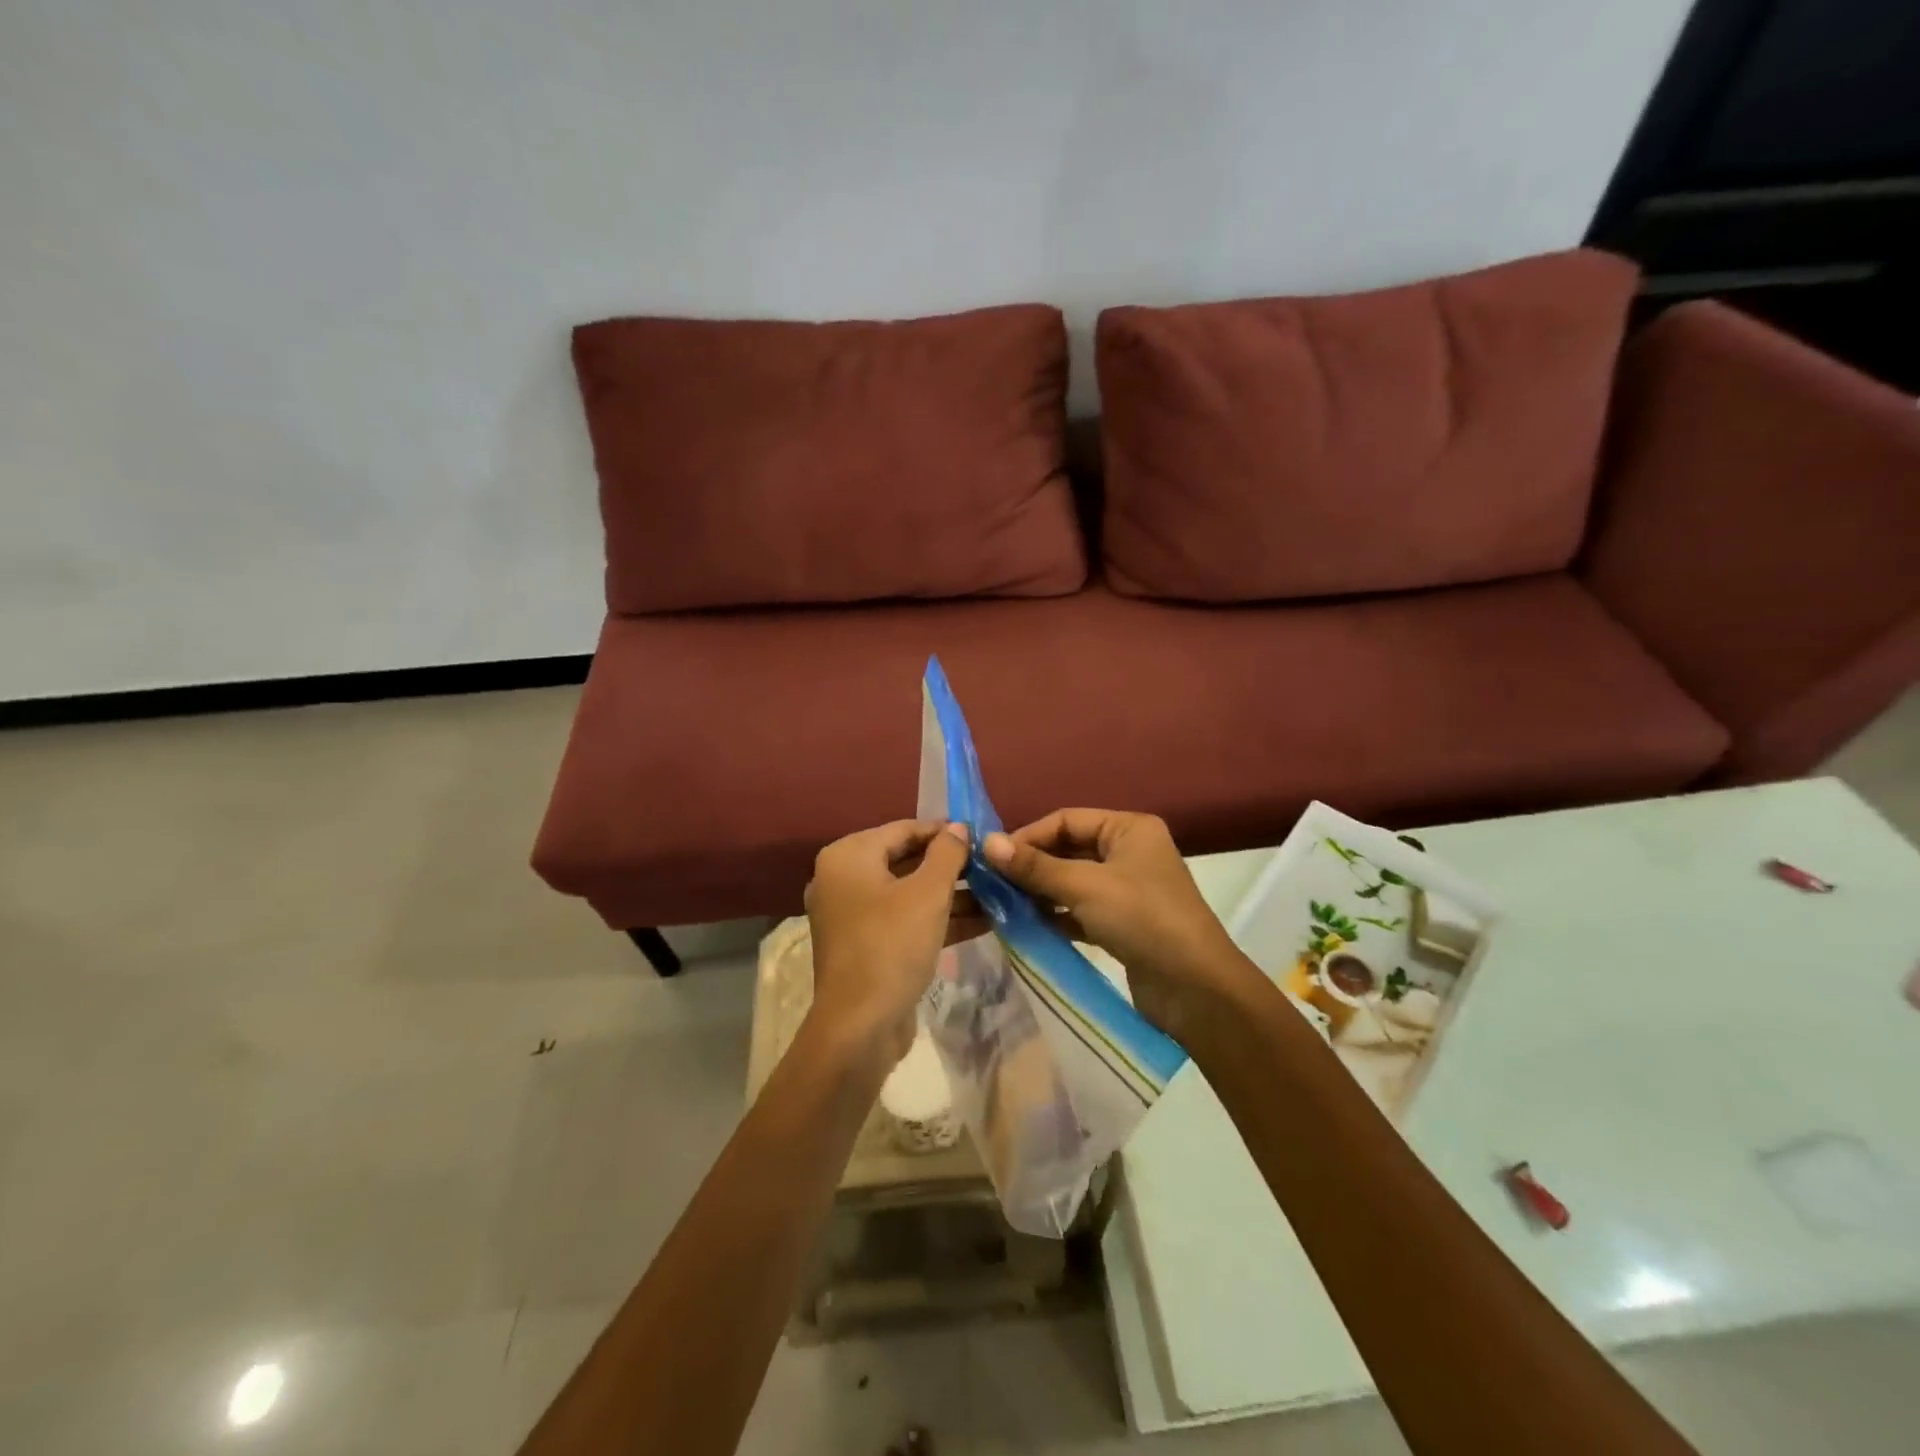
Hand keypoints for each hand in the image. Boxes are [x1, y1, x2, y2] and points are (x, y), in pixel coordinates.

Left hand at [803, 820, 969, 1074]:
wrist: (860, 1028)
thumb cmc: (892, 946)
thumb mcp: (928, 894)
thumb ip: (947, 854)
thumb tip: (959, 828)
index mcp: (848, 857)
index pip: (903, 829)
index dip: (944, 831)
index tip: (982, 836)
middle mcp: (844, 879)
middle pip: (906, 860)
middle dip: (951, 865)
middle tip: (992, 865)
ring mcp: (854, 915)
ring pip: (909, 893)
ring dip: (951, 894)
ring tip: (997, 892)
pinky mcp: (867, 945)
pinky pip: (905, 920)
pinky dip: (938, 919)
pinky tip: (983, 921)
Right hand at [983, 809, 1250, 1041]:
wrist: (1196, 989)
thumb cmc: (1142, 919)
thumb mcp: (1085, 887)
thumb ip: (1035, 867)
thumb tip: (987, 843)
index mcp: (1129, 829)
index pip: (1067, 820)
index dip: (1028, 836)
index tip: (992, 859)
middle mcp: (1129, 852)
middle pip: (1068, 850)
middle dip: (1032, 866)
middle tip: (992, 884)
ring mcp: (1127, 890)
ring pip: (1072, 882)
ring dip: (1040, 893)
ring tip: (1001, 906)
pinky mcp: (1122, 924)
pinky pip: (1080, 911)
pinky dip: (1056, 916)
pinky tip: (1026, 927)